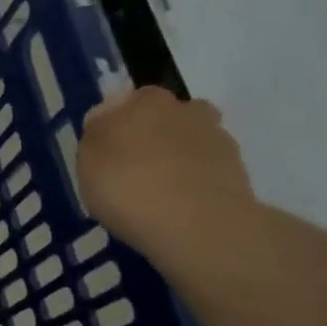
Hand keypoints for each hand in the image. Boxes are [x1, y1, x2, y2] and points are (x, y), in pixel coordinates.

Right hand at [78, 87, 256, 261]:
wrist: (196, 224)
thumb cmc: (127, 185)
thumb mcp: (88, 159)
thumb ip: (97, 133)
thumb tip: (106, 119)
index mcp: (147, 101)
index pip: (131, 101)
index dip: (120, 123)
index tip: (109, 150)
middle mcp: (187, 111)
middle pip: (168, 118)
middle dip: (154, 137)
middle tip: (134, 170)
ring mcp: (218, 142)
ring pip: (191, 145)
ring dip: (178, 161)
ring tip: (158, 196)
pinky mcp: (238, 174)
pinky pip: (207, 174)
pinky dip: (195, 185)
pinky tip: (179, 210)